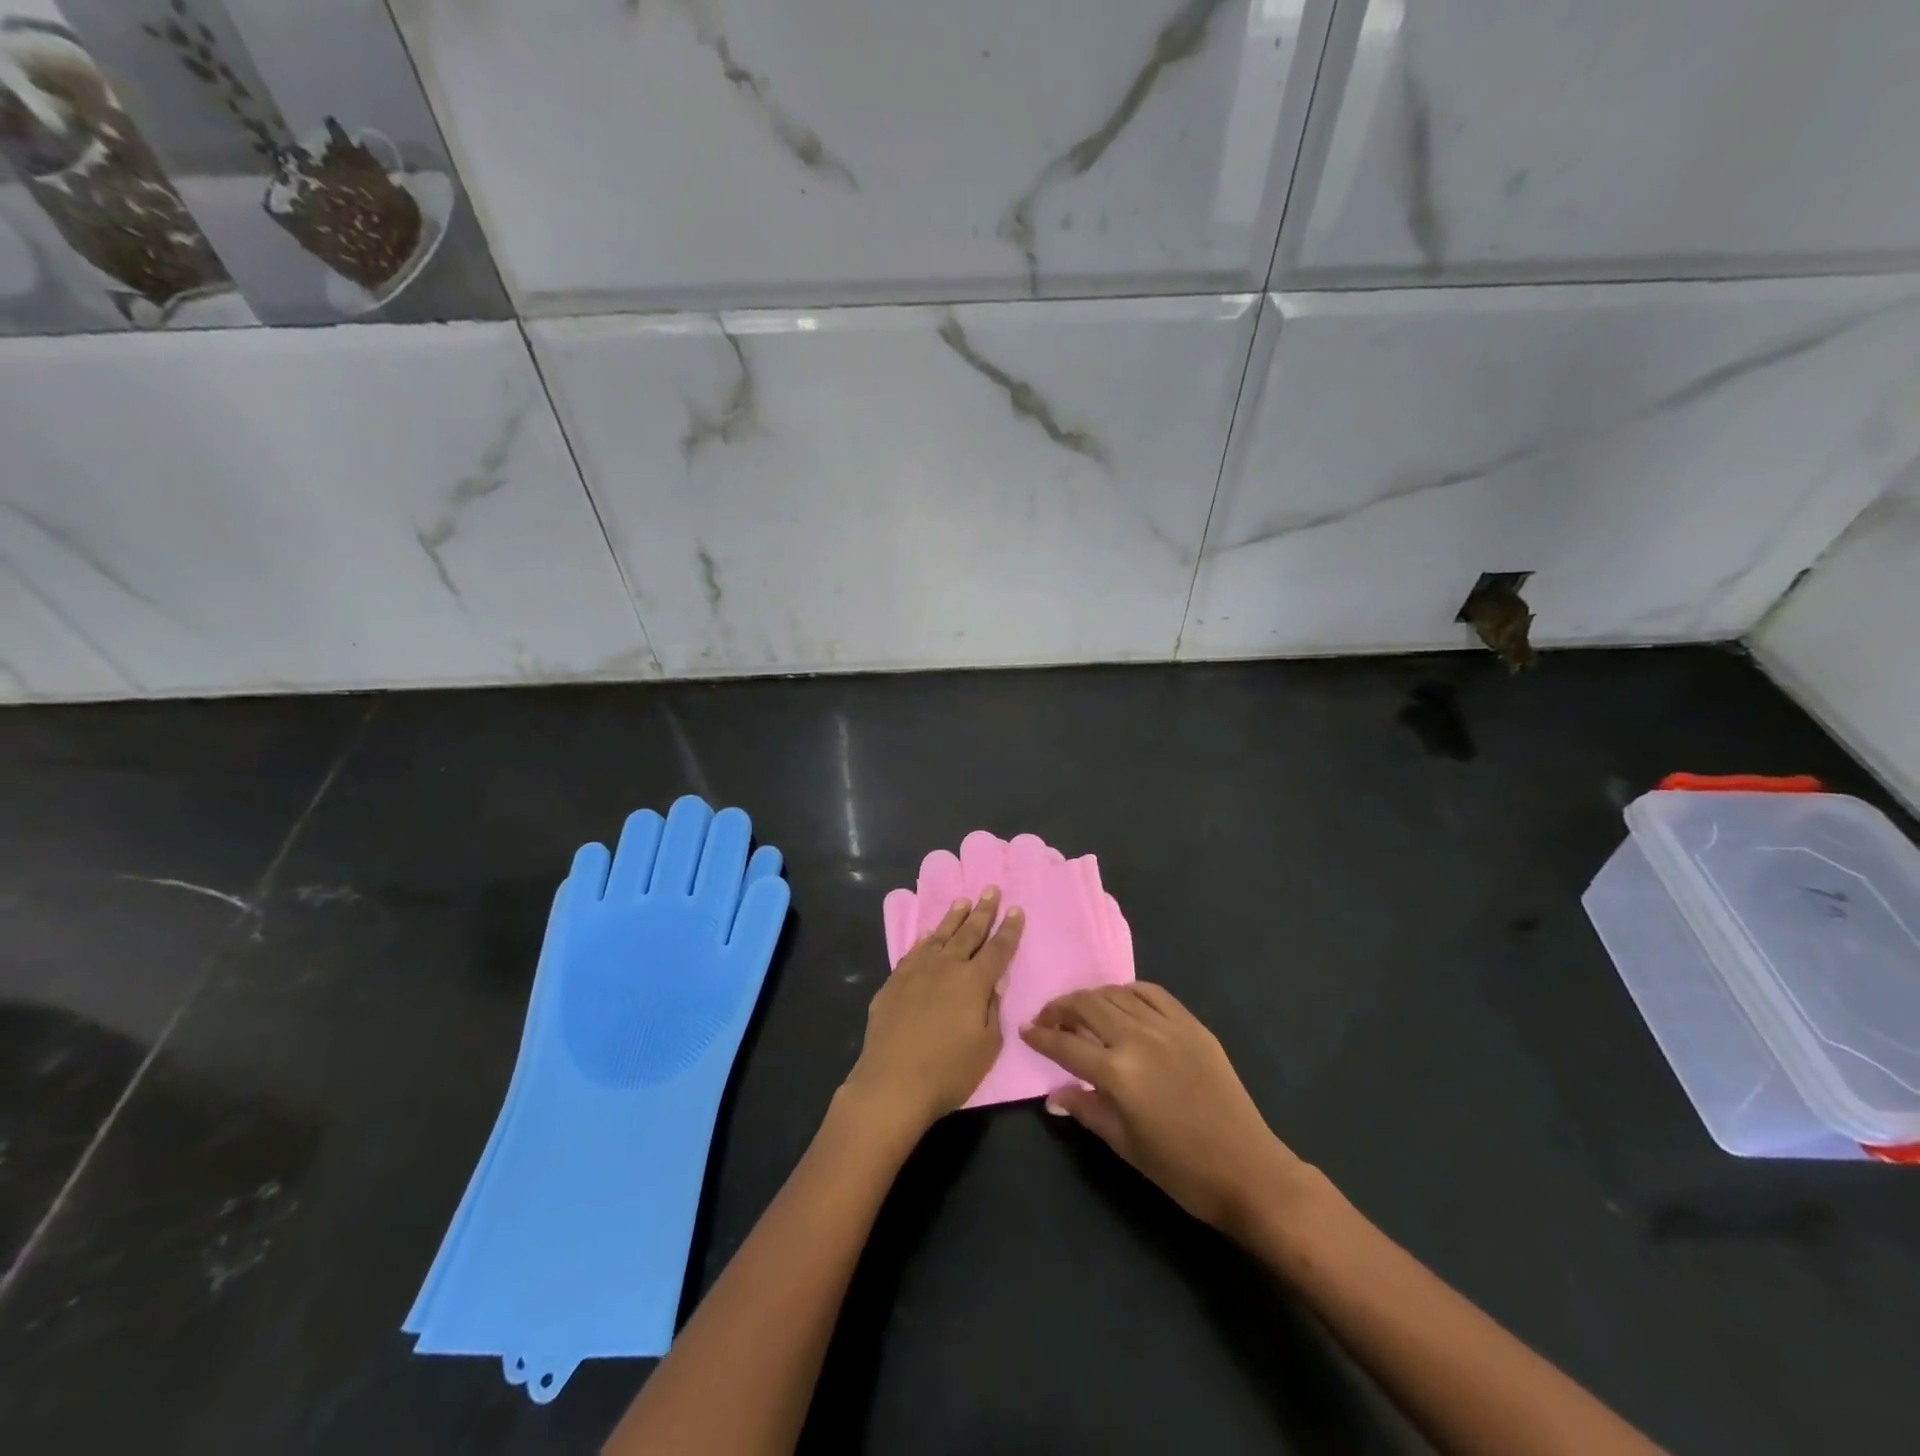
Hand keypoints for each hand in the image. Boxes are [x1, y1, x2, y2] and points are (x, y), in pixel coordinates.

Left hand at [843, 888, 1023, 1134]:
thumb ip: (992, 1010)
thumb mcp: (987, 1047)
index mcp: (974, 982)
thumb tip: (994, 983)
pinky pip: (914, 951)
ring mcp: (917, 971)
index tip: (1016, 909)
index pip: (998, 949)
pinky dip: (925, 939)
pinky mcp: (894, 981)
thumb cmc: (948, 1072)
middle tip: (990, 889)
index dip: (1009, 929)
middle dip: (983, 911)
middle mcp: (946, 967)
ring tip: (963, 901)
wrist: (892, 1082)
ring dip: (954, 917)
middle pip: (969, 933)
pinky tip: (929, 933)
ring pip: (940, 936)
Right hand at [1021, 983, 1308, 1236]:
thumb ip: (1087, 1110)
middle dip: (1061, 1008)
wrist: (1248, 1170)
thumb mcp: (1125, 1145)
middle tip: (1049, 1018)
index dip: (1041, 1036)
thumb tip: (1054, 1095)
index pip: (1066, 1045)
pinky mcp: (1192, 1025)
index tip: (1026, 1030)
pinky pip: (1153, 993)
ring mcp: (1168, 1027)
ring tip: (1082, 1010)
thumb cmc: (1180, 1170)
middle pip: (1088, 1006)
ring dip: (1092, 997)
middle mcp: (1138, 1039)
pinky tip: (1122, 1002)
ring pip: (1117, 994)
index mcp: (1118, 1073)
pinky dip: (1130, 992)